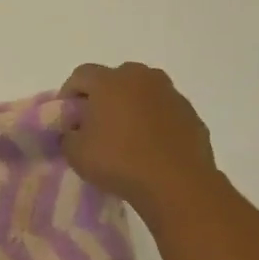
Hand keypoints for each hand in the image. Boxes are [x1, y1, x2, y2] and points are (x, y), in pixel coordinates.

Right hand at [61, 62, 219, 218]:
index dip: (69, 93)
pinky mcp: (191, 114)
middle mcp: (142, 78)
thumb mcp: (76, 153)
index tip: (67, 117)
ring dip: (132, 106)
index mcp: (110, 81)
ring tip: (126, 135)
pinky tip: (151, 146)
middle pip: (115, 78)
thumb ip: (68, 135)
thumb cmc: (119, 162)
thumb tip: (75, 131)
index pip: (81, 75)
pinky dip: (154, 121)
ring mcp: (171, 94)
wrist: (177, 184)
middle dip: (103, 96)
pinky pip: (164, 111)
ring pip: (143, 93)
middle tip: (96, 123)